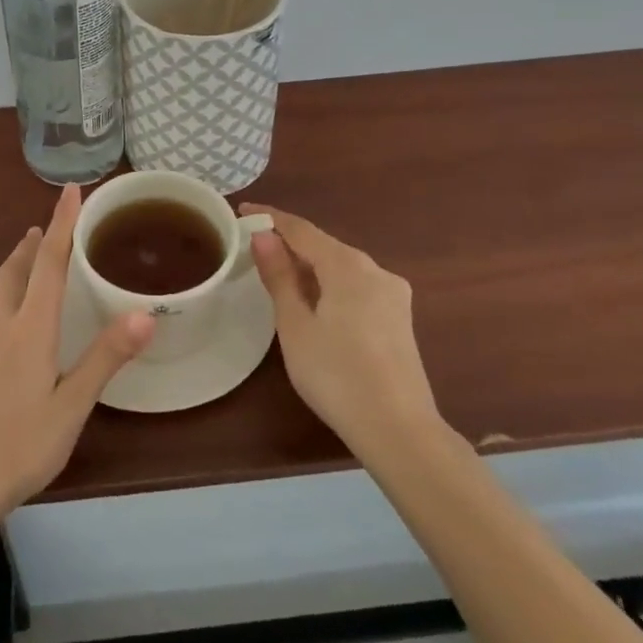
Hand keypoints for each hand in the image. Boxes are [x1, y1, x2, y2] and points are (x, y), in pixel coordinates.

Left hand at [0, 184, 154, 529]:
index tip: (71, 191)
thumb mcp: (73, 404)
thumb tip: (144, 312)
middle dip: (36, 244)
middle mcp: (3, 328)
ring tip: (21, 250)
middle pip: (19, 272)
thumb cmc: (23, 446)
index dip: (63, 225)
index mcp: (33, 329)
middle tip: (48, 226)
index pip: (52, 264)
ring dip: (10, 268)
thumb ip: (107, 356)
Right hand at [241, 204, 437, 455]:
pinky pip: (357, 287)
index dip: (270, 218)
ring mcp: (393, 294)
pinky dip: (331, 286)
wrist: (400, 431)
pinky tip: (316, 304)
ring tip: (279, 277)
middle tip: (255, 250)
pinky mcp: (400, 318)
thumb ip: (279, 277)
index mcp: (348, 265)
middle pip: (324, 246)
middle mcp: (375, 270)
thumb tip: (263, 236)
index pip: (301, 229)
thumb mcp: (295, 325)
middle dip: (290, 244)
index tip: (243, 211)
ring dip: (310, 267)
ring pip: (342, 268)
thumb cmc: (336, 375)